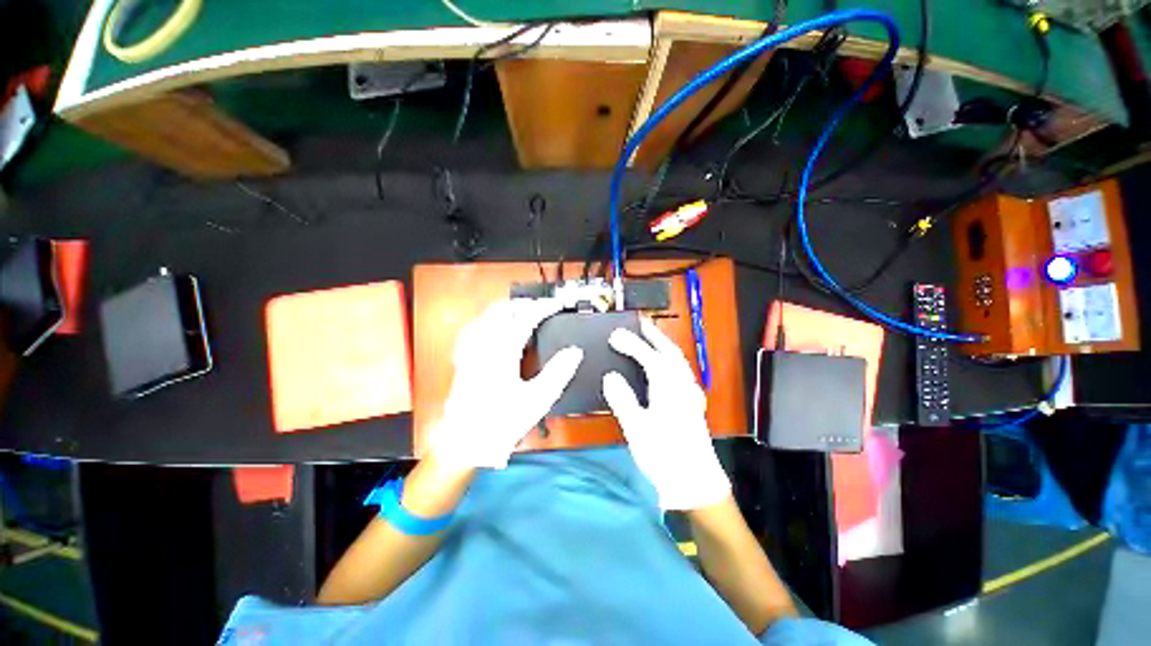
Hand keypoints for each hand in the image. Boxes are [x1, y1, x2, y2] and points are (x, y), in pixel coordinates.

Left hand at [428, 299, 582, 469]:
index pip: (526, 317)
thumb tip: (574, 352)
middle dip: (525, 304)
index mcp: (503, 351)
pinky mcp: (464, 358)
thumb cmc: (501, 422)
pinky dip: (489, 321)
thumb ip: (558, 372)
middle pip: (503, 309)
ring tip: (523, 313)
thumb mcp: (537, 400)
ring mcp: (470, 350)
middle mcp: (484, 344)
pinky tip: (494, 328)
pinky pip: (474, 328)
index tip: (559, 305)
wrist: (464, 442)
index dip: (545, 308)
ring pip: (486, 316)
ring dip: (507, 309)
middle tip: (543, 308)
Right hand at [603, 318, 729, 510]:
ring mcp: (690, 395)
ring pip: (678, 362)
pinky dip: (670, 361)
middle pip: (670, 353)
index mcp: (669, 388)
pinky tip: (664, 367)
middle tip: (640, 324)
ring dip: (663, 346)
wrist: (695, 483)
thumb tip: (610, 376)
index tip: (615, 335)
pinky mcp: (692, 405)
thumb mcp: (637, 428)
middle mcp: (683, 386)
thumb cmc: (664, 456)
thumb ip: (623, 399)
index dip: (631, 344)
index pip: (649, 357)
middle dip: (655, 336)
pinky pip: (681, 373)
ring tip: (650, 339)